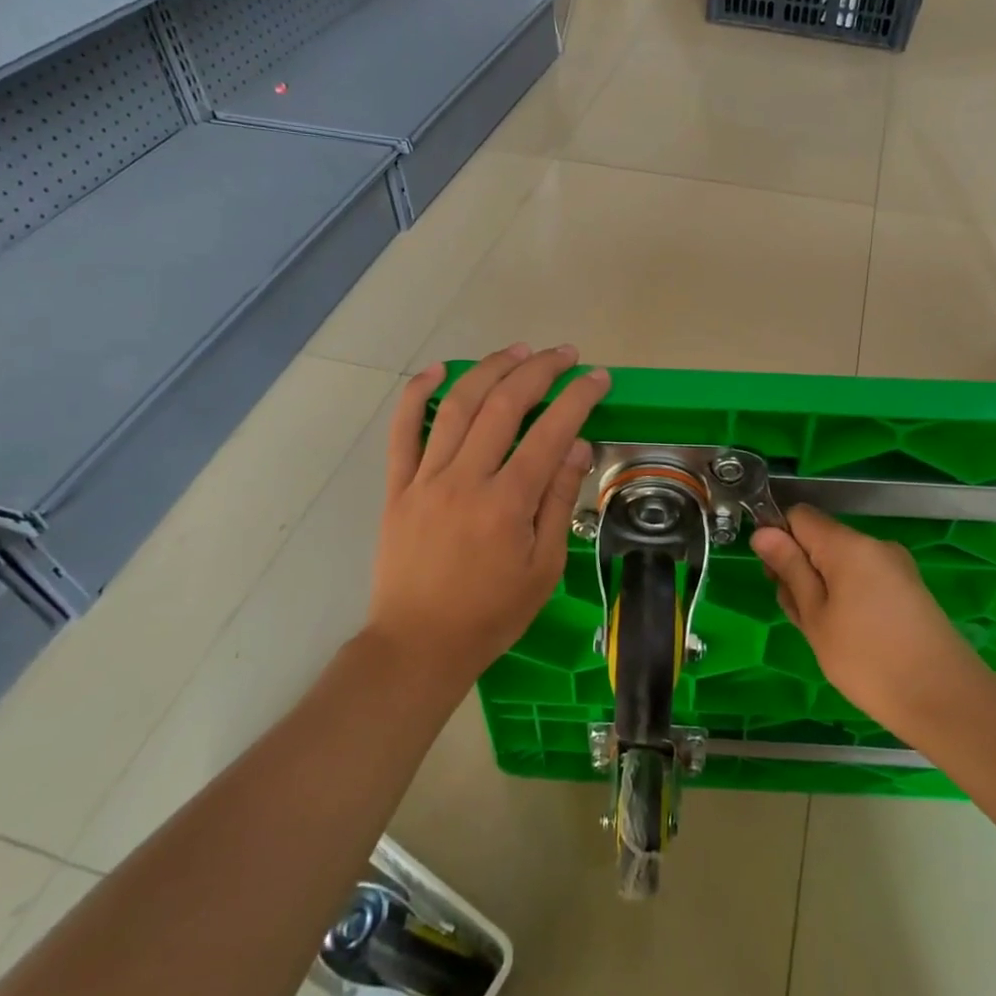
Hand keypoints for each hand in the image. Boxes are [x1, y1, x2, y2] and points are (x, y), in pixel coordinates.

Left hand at [368, 343, 609, 689]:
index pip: (550, 432)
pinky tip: (437, 370)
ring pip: (458, 406)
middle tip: (563, 355)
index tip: (597, 377)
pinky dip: (417, 394)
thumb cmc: (491, 614)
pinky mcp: (398, 486)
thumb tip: (576, 445)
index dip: (578, 397)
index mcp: (507, 503)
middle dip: (539, 370)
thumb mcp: (543, 568)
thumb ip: (558, 501)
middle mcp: (466, 479)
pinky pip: (402, 430)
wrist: (419, 645)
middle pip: (504, 404)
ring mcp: (426, 478)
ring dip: (490, 369)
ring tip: (517, 350)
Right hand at [751, 505, 994, 744]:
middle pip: (820, 540)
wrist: (947, 701)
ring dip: (822, 589)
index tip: (775, 578)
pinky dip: (847, 599)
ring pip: (841, 564)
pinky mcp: (909, 590)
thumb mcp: (815, 617)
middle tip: (801, 617)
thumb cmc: (868, 660)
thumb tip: (763, 531)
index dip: (780, 539)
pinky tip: (850, 638)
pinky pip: (864, 579)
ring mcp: (896, 567)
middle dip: (801, 570)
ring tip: (825, 635)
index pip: (799, 515)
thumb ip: (790, 569)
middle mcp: (875, 545)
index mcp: (848, 545)